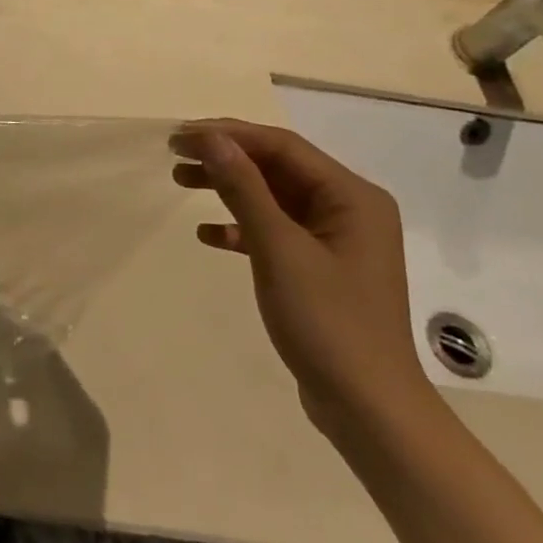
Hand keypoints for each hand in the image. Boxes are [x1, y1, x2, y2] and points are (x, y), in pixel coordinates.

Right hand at [173, 119, 435, 439]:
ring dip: (228, 188)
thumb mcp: (278, 248)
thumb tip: (210, 138)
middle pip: (277, 167)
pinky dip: (240, 227)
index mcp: (351, 196)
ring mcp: (335, 240)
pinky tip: (208, 235)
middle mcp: (349, 209)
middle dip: (225, 158)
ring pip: (273, 197)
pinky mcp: (320, 268)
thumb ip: (244, 188)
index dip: (228, 135)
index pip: (282, 146)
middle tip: (174, 155)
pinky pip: (275, 231)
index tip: (179, 136)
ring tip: (179, 181)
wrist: (368, 407)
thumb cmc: (327, 321)